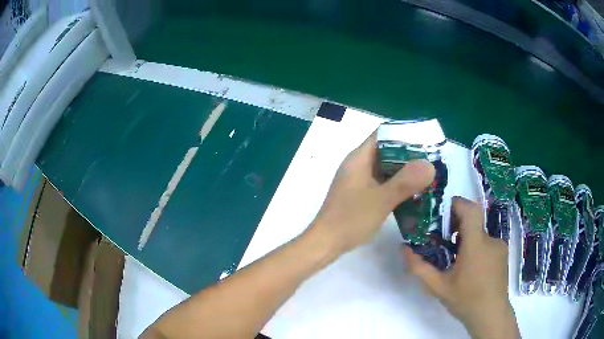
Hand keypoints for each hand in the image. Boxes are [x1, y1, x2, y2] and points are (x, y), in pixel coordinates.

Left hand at [308, 131, 434, 255]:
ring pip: (385, 169)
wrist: (326, 243)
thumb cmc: (351, 219)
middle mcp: (358, 165)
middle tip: (431, 160)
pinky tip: (412, 193)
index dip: (404, 134)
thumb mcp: (381, 199)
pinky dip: (396, 185)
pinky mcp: (360, 195)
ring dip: (404, 172)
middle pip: (386, 151)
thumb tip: (430, 165)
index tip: (425, 140)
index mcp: (359, 158)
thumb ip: (406, 181)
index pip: (383, 135)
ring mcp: (358, 181)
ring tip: (427, 175)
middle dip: (409, 155)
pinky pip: (382, 183)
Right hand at [403, 197, 519, 338]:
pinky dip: (477, 247)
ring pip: (479, 233)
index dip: (456, 204)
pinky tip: (471, 268)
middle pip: (473, 220)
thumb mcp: (438, 287)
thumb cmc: (465, 300)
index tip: (442, 212)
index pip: (470, 209)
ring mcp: (499, 246)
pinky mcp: (503, 253)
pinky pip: (487, 242)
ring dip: (467, 239)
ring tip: (456, 259)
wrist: (491, 314)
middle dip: (457, 224)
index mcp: (475, 244)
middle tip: (443, 239)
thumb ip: (419, 268)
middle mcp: (490, 239)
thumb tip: (403, 248)